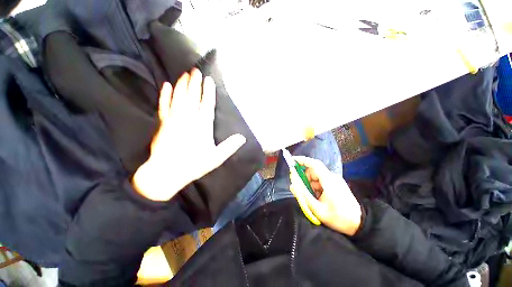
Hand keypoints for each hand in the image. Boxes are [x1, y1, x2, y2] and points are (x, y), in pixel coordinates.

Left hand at [132, 69, 245, 200]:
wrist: (167, 172)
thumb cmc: (194, 164)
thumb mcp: (216, 158)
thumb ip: (229, 146)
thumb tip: (242, 137)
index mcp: (203, 126)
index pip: (207, 104)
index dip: (208, 92)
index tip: (209, 80)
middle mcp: (189, 118)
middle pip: (193, 97)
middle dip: (195, 83)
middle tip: (196, 70)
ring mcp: (174, 119)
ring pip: (179, 97)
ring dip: (182, 85)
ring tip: (185, 74)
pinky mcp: (163, 123)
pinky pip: (164, 105)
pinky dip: (165, 95)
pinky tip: (166, 85)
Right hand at [289, 156, 361, 235]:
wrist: (359, 223)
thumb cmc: (338, 217)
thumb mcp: (318, 209)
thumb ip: (304, 196)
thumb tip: (292, 185)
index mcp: (329, 181)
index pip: (314, 164)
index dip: (303, 160)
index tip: (292, 160)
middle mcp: (332, 177)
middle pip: (314, 171)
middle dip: (305, 178)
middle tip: (302, 190)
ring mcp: (335, 180)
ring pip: (316, 176)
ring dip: (310, 184)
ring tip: (313, 197)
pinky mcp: (336, 183)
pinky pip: (321, 181)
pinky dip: (316, 187)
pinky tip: (318, 197)